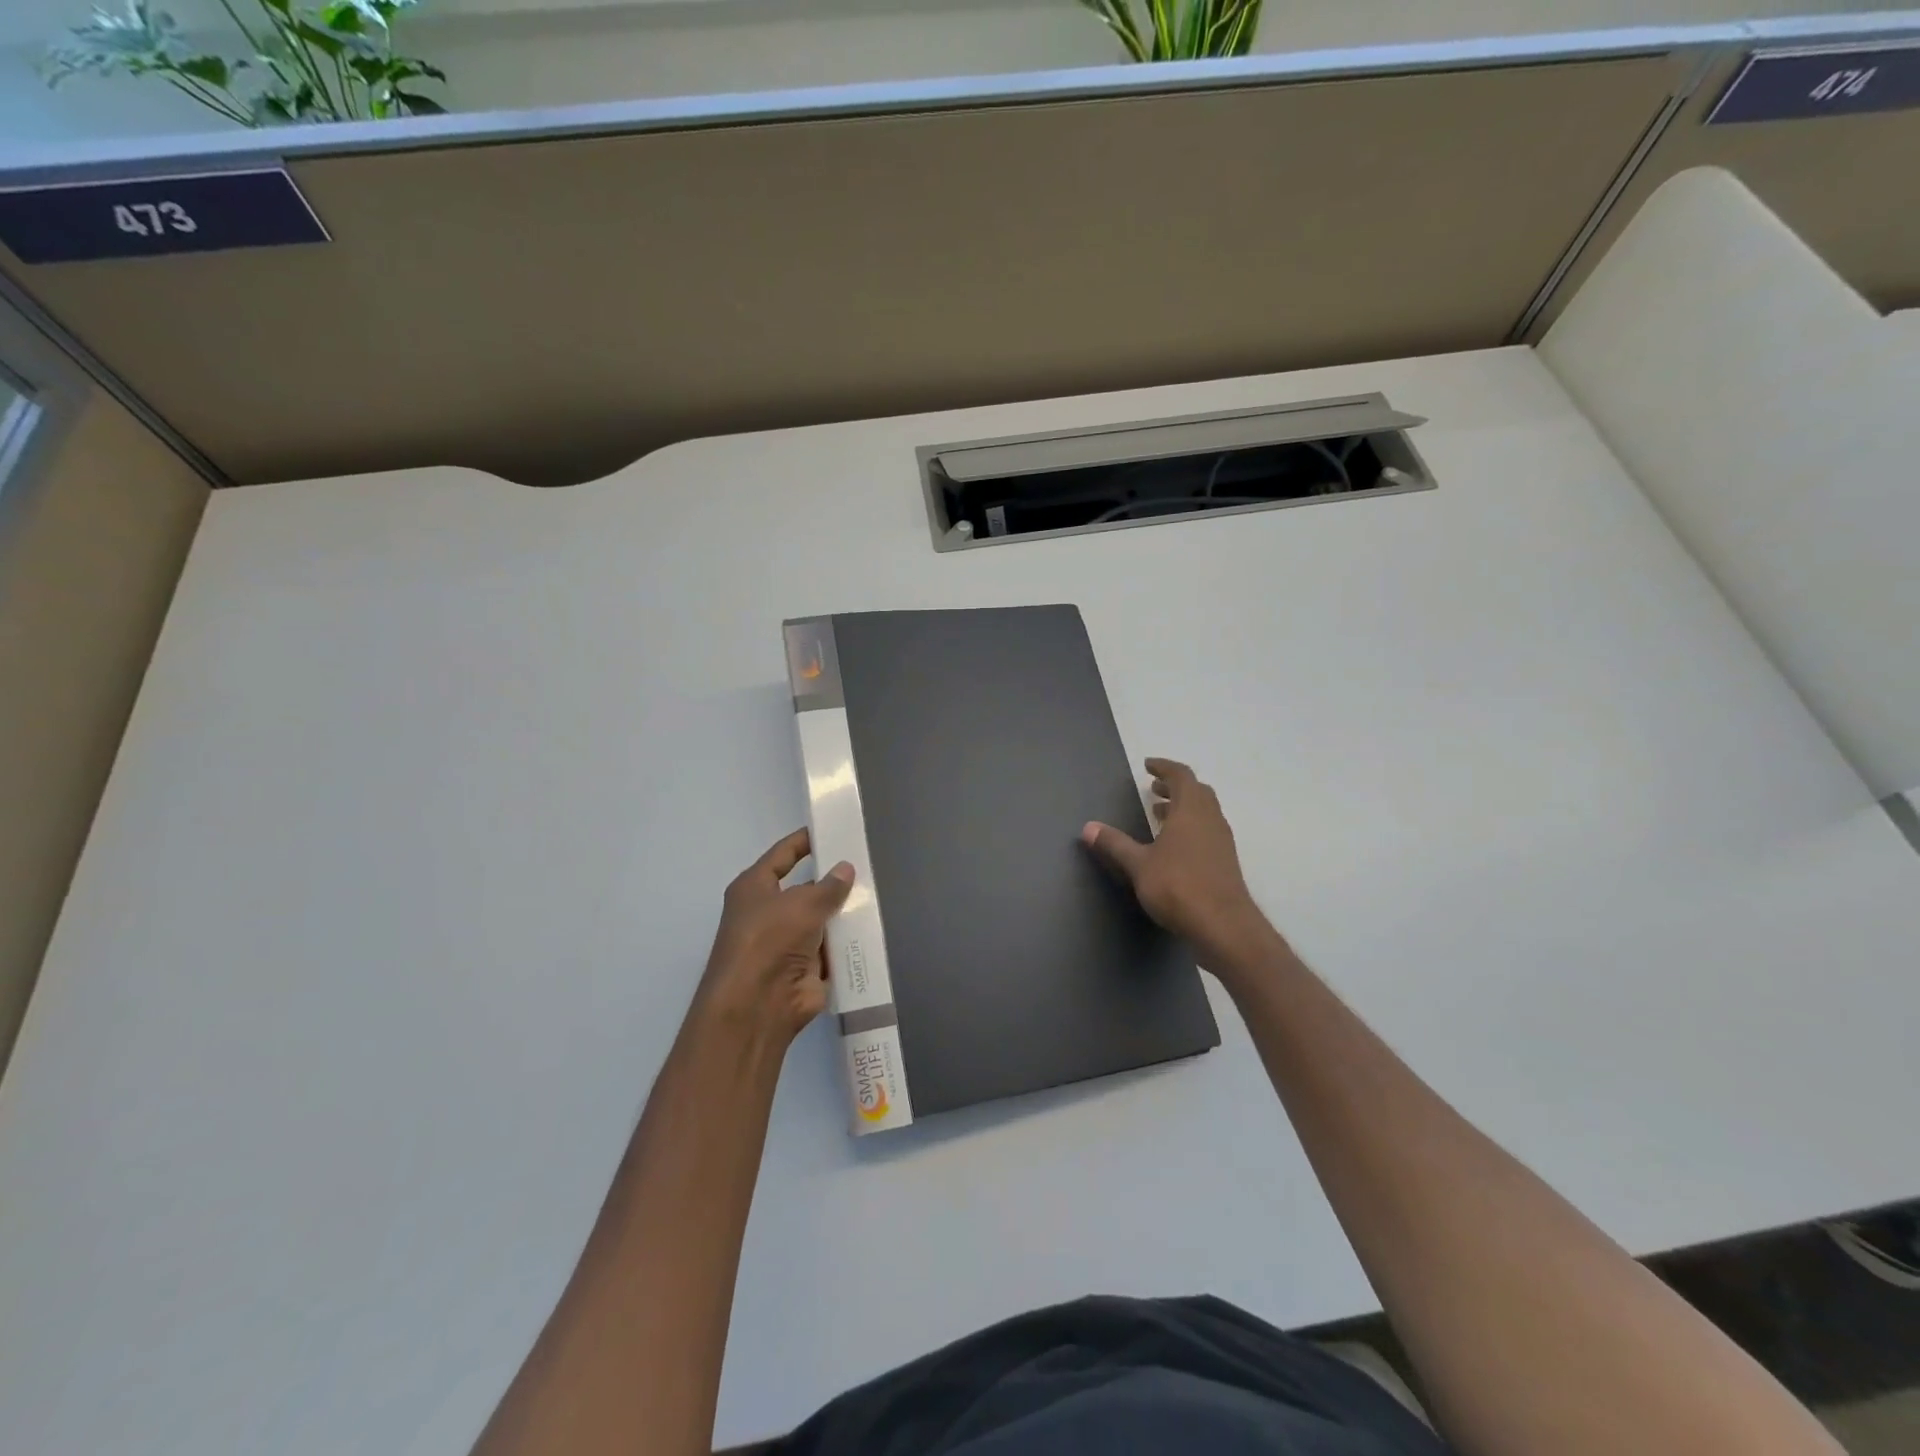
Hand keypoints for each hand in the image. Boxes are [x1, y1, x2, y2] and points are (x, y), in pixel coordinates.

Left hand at [696, 828, 854, 1049]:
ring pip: (822, 919)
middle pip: (806, 889)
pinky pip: (832, 948)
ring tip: (879, 893)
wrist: (759, 1004)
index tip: (831, 830)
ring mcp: (788, 942)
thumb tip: (846, 869)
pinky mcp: (806, 968)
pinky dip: (848, 941)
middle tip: (867, 864)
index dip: (804, 842)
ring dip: (843, 912)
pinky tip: (875, 928)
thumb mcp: (802, 903)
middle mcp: (768, 912)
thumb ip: (828, 886)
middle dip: (833, 880)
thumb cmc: (770, 939)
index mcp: (755, 888)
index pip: (782, 855)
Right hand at [1081, 758, 1278, 980]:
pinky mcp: (1225, 862)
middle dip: (1175, 787)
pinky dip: (1190, 827)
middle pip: (1197, 792)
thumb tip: (1088, 827)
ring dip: (1183, 808)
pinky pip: (1207, 831)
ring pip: (1204, 812)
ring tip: (1159, 814)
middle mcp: (1211, 819)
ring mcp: (1222, 842)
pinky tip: (1174, 846)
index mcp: (1191, 810)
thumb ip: (1114, 844)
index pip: (1181, 776)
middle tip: (1154, 789)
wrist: (1224, 926)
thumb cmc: (1178, 887)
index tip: (1148, 766)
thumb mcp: (1138, 864)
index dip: (1164, 768)